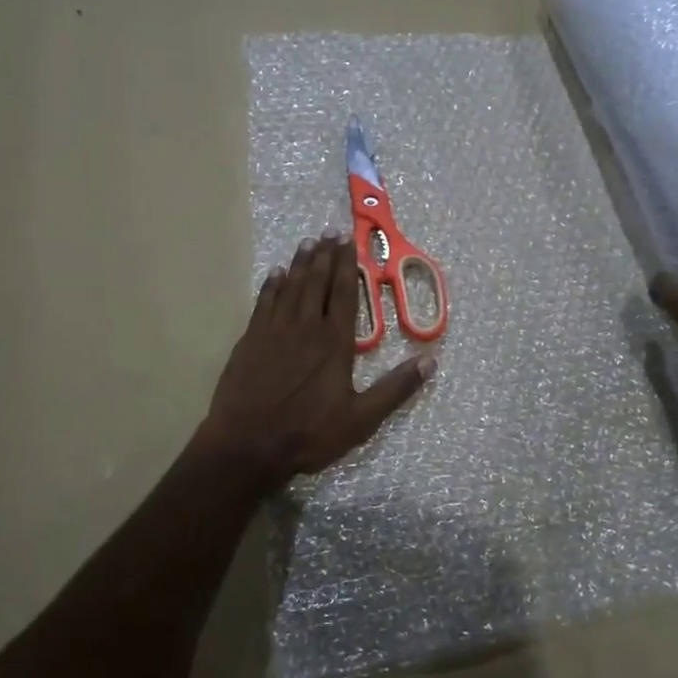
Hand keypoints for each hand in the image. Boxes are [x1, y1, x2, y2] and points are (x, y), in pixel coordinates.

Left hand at [197, 235, 434, 487]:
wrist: (248, 445)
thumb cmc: (308, 434)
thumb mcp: (361, 419)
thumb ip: (395, 389)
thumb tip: (430, 362)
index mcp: (334, 343)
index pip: (343, 294)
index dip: (347, 266)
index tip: (349, 242)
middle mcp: (305, 328)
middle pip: (316, 283)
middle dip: (325, 256)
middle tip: (330, 232)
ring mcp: (274, 332)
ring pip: (290, 287)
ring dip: (300, 263)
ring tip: (307, 243)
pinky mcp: (250, 341)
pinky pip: (263, 303)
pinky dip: (271, 286)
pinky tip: (276, 273)